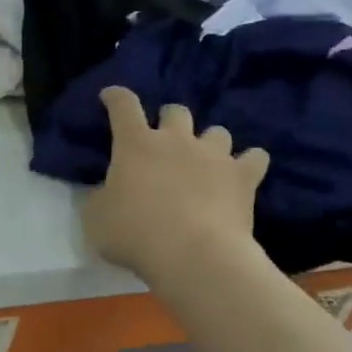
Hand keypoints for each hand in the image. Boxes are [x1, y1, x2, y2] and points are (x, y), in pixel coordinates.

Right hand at [82, 87, 269, 279]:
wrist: (194, 255)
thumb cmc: (135, 233)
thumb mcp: (96, 217)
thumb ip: (100, 197)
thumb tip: (107, 192)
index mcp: (135, 144)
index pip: (123, 106)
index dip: (115, 97)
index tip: (110, 96)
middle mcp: (176, 140)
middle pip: (176, 111)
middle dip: (169, 120)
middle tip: (164, 140)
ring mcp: (213, 155)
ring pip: (217, 132)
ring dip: (208, 142)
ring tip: (204, 160)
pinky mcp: (243, 176)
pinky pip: (254, 157)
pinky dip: (248, 162)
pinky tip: (242, 172)